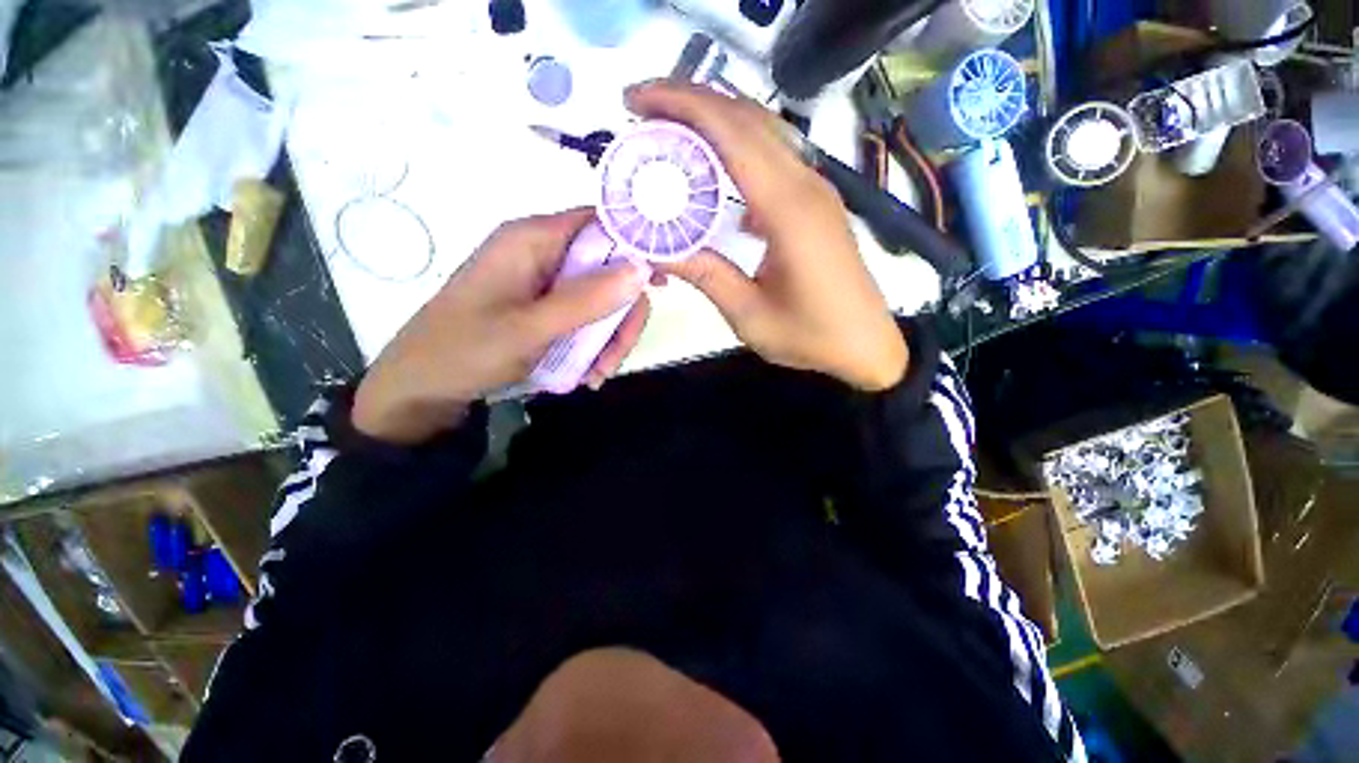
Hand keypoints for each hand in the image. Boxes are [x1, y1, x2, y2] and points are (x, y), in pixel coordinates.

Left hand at [353, 209, 649, 444]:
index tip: (661, 284)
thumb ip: (587, 298)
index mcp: (533, 240)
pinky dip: (593, 346)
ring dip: (609, 339)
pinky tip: (586, 373)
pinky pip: (584, 318)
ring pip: (601, 299)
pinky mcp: (543, 307)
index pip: (601, 222)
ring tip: (597, 375)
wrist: (422, 389)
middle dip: (621, 316)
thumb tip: (643, 267)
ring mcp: (544, 283)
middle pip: (608, 269)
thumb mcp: (530, 328)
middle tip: (615, 358)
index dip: (636, 246)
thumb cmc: (465, 352)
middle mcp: (542, 254)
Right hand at [627, 81, 907, 391]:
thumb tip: (655, 249)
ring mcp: (816, 190)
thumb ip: (705, 275)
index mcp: (788, 210)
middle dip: (690, 102)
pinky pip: (773, 160)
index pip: (731, 134)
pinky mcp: (816, 203)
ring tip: (669, 135)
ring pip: (762, 133)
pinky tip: (715, 181)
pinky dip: (737, 153)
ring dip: (714, 123)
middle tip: (642, 112)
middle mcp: (806, 185)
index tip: (636, 102)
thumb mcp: (749, 314)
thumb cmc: (809, 336)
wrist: (865, 345)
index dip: (681, 106)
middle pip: (746, 119)